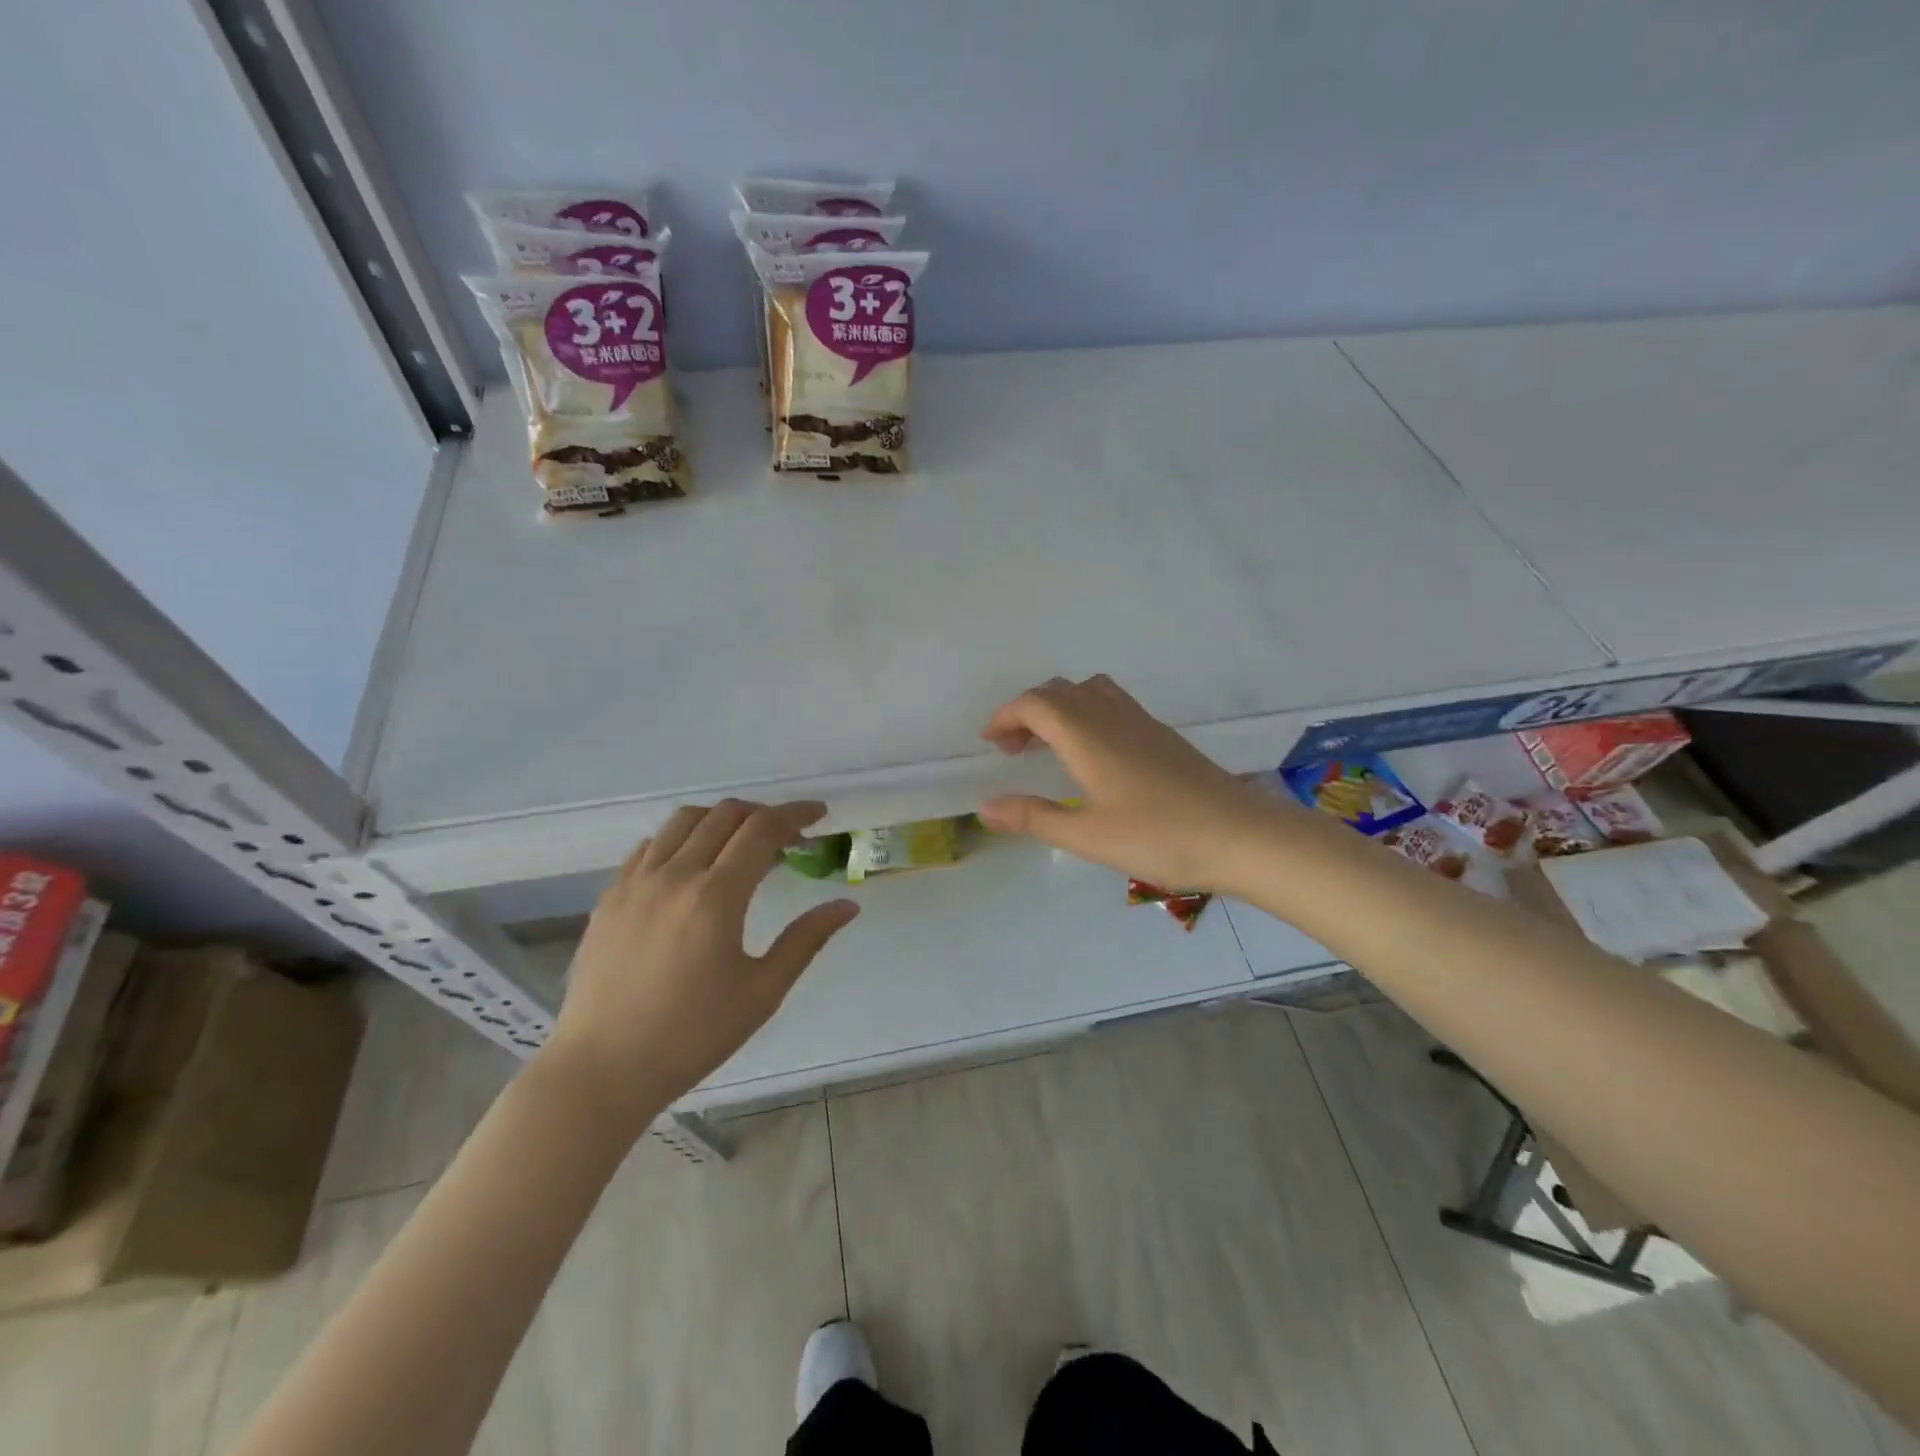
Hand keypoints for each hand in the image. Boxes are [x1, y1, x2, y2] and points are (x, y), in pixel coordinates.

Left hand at [538, 800, 858, 1131]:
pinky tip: (691, 866)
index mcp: (716, 897)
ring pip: (683, 820)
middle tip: (786, 836)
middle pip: (724, 814)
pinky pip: (649, 845)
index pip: (762, 830)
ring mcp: (635, 883)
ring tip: (739, 843)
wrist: (602, 1070)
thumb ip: (806, 940)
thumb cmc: (692, 1035)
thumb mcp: (762, 992)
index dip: (795, 813)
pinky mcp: (609, 897)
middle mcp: (674, 876)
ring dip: (721, 819)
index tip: (819, 814)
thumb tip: (847, 905)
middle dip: (763, 814)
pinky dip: (680, 839)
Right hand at [977, 675, 1285, 893]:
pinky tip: (1094, 755)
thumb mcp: (1088, 836)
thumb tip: (985, 807)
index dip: (1005, 716)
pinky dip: (1086, 714)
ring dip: (1059, 709)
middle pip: (1059, 691)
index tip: (990, 743)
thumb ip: (1034, 818)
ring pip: (1088, 692)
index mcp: (1088, 736)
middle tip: (1014, 751)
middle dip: (1027, 712)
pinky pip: (1111, 704)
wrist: (1242, 836)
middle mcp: (1112, 717)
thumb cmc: (1160, 837)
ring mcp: (1141, 722)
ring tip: (1049, 746)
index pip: (1035, 704)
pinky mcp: (1162, 735)